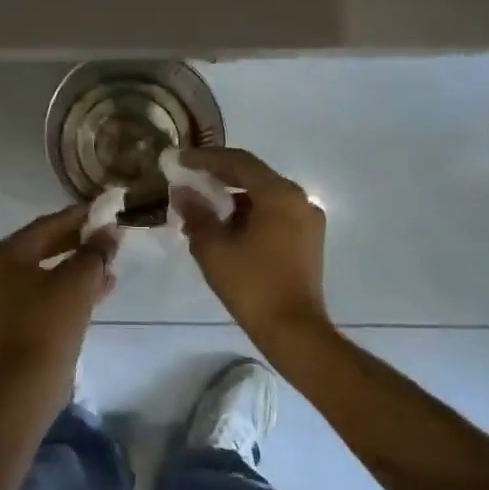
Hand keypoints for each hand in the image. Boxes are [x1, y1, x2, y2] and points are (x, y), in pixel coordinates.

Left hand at [0, 205, 118, 398]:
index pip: (45, 226)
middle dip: (77, 245)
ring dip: (75, 269)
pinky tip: (96, 291)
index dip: (78, 218)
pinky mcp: (6, 324)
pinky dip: (63, 290)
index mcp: (0, 256)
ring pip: (42, 274)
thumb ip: (96, 251)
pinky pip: (38, 296)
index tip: (103, 211)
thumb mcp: (79, 280)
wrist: (28, 384)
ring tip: (108, 267)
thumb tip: (110, 232)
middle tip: (106, 238)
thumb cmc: (50, 322)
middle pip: (41, 248)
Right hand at [172, 148, 330, 343]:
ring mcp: (308, 220)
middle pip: (253, 176)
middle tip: (188, 180)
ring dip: (232, 199)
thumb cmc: (252, 286)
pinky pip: (274, 215)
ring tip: (200, 212)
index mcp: (279, 195)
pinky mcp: (308, 240)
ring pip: (264, 197)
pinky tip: (224, 231)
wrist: (294, 331)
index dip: (206, 158)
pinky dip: (248, 216)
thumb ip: (197, 213)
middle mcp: (299, 199)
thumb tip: (183, 192)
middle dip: (218, 178)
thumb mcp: (214, 248)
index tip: (180, 159)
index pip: (239, 162)